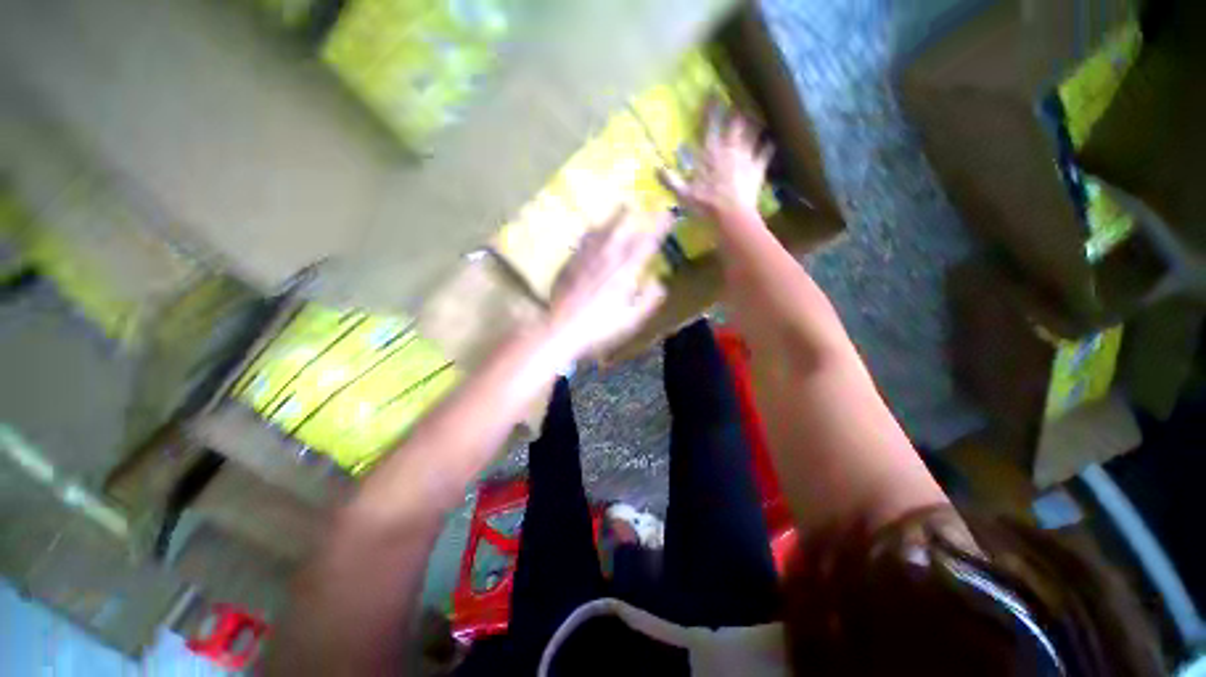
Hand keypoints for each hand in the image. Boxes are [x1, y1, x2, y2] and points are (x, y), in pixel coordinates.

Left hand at [548, 208, 671, 358]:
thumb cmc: (600, 328)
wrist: (562, 329)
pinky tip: (591, 230)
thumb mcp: (632, 320)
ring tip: (621, 206)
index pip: (646, 244)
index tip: (667, 214)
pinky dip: (592, 232)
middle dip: (635, 216)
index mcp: (625, 272)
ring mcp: (586, 259)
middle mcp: (607, 259)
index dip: (659, 227)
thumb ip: (649, 300)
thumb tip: (660, 283)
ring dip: (614, 218)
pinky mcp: (570, 264)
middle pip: (623, 230)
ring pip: (602, 231)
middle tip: (643, 204)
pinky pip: (583, 241)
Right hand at [660, 105, 773, 221]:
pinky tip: (770, 143)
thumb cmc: (707, 204)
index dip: (712, 109)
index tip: (713, 94)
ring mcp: (747, 157)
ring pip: (752, 134)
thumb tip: (655, 168)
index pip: (711, 125)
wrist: (732, 215)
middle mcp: (730, 149)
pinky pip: (765, 153)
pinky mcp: (758, 168)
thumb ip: (671, 180)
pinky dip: (768, 147)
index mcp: (712, 153)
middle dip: (735, 114)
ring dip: (753, 126)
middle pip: (735, 125)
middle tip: (736, 107)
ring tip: (754, 119)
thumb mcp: (684, 194)